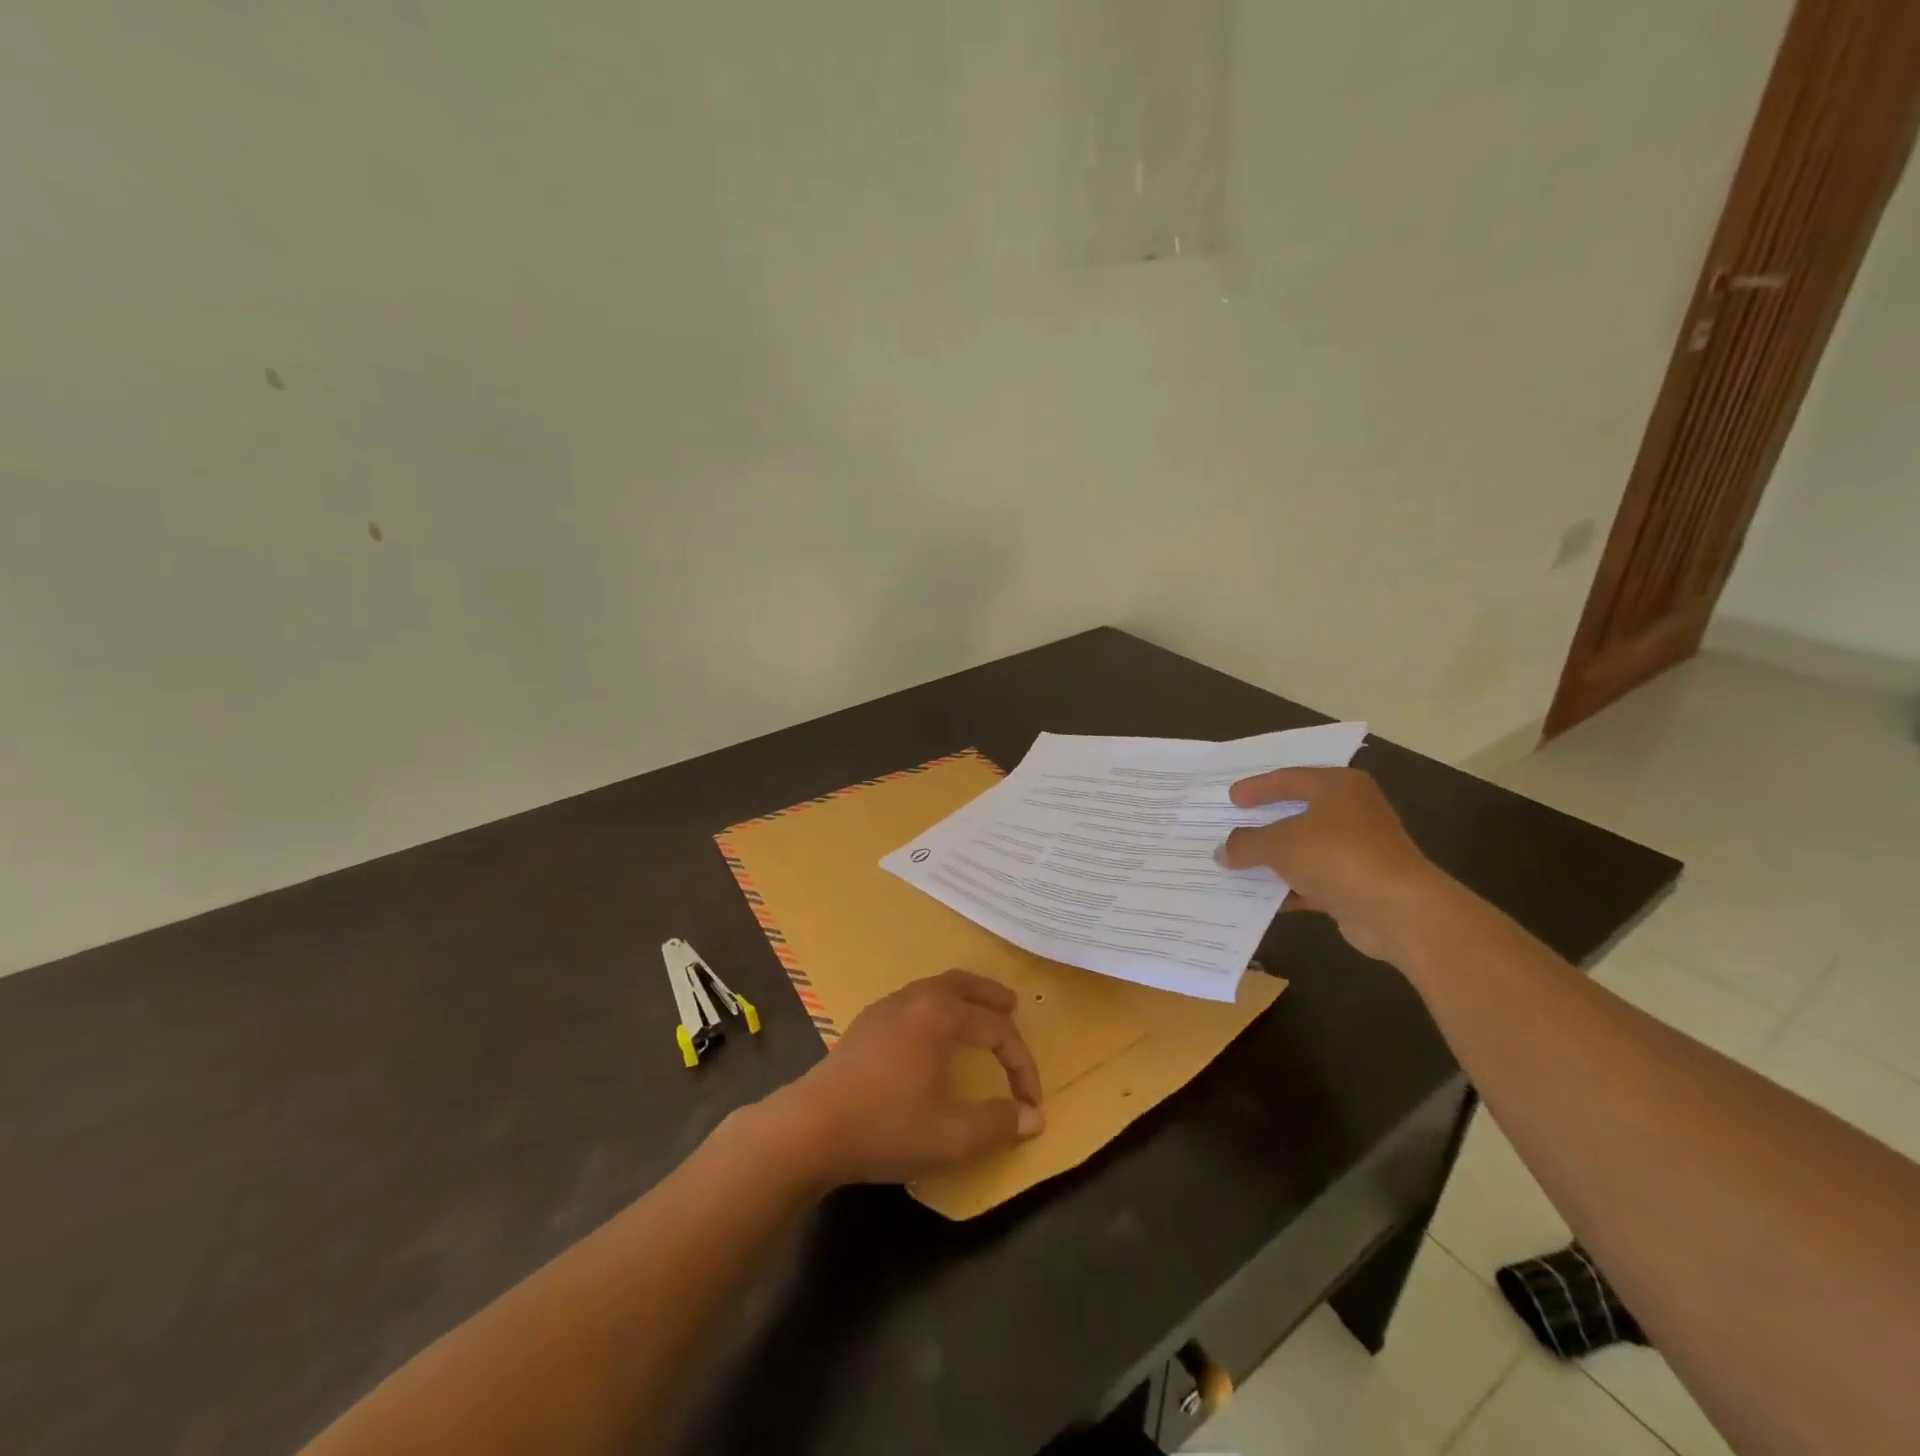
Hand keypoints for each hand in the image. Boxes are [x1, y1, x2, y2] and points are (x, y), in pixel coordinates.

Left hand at [769, 969, 1044, 1186]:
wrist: (810, 1128)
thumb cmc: (886, 1126)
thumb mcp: (951, 1135)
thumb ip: (997, 1124)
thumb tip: (1035, 1117)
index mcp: (939, 1015)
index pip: (996, 1029)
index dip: (1021, 1064)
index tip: (1032, 1102)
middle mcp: (913, 1000)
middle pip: (961, 983)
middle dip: (990, 994)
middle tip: (1012, 1005)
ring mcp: (884, 1009)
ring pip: (932, 988)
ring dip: (960, 997)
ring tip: (975, 1014)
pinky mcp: (863, 1025)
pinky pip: (911, 1001)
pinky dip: (934, 1006)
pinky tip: (929, 1034)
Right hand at [1213, 767, 1449, 964]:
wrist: (1399, 911)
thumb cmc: (1338, 857)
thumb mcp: (1280, 844)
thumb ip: (1246, 844)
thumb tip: (1223, 851)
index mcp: (1338, 787)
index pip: (1288, 779)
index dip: (1256, 788)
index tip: (1230, 798)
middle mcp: (1351, 811)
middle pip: (1296, 812)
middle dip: (1262, 823)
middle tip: (1230, 824)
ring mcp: (1357, 849)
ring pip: (1304, 848)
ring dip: (1273, 859)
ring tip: (1235, 862)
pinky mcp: (1358, 883)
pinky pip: (1312, 879)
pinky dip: (1288, 886)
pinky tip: (1259, 896)